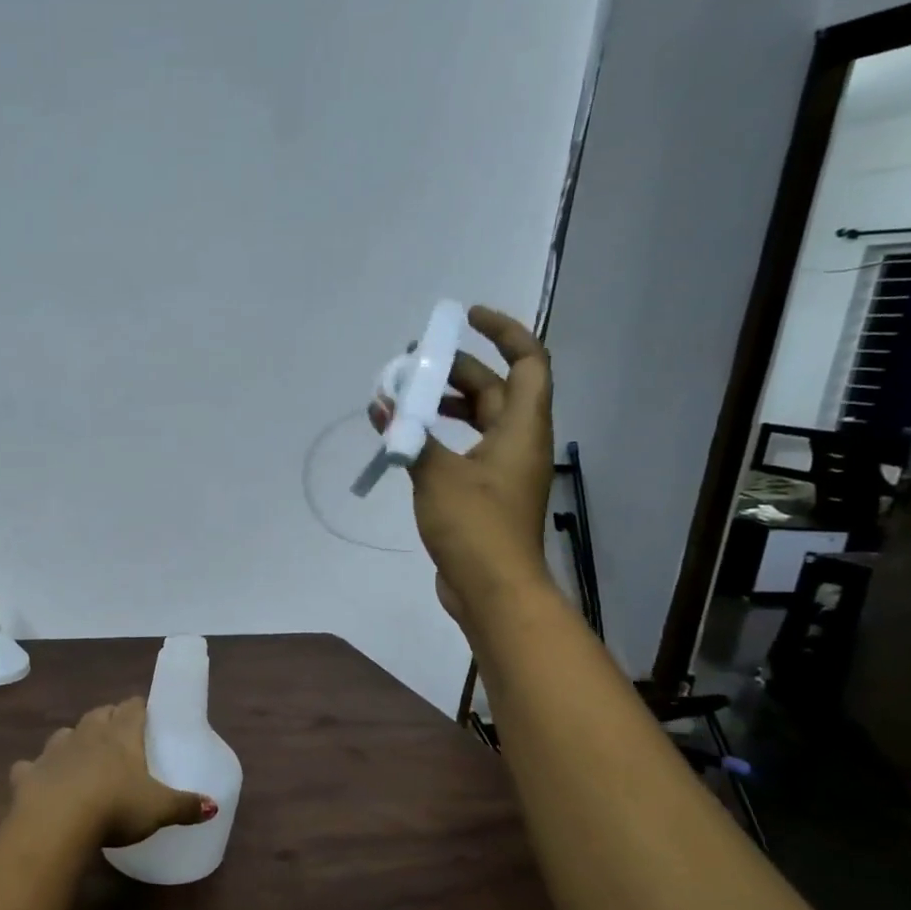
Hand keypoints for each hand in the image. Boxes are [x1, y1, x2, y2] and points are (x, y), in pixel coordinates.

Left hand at [8, 698, 216, 847]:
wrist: (57, 821)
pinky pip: (31, 766)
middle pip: (100, 713)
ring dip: (74, 740)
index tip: (146, 715)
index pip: (132, 707)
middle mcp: (87, 734)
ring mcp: (55, 751)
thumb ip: (186, 805)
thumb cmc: (115, 807)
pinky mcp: (28, 773)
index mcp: (121, 735)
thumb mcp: (159, 809)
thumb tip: (213, 805)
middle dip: (109, 719)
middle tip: (119, 735)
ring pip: (65, 733)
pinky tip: (40, 782)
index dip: (140, 708)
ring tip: (83, 756)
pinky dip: (36, 771)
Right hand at [370, 305, 554, 630]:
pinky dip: (440, 437)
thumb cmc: (475, 526)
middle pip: (496, 388)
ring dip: (446, 404)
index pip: (528, 361)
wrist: (494, 590)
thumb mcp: (436, 475)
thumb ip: (409, 435)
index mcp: (522, 428)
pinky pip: (465, 448)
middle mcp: (518, 442)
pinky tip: (408, 442)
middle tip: (412, 363)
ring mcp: (503, 470)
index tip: (466, 319)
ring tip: (405, 399)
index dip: (504, 331)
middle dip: (457, 369)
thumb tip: (382, 403)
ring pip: (479, 419)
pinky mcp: (486, 494)